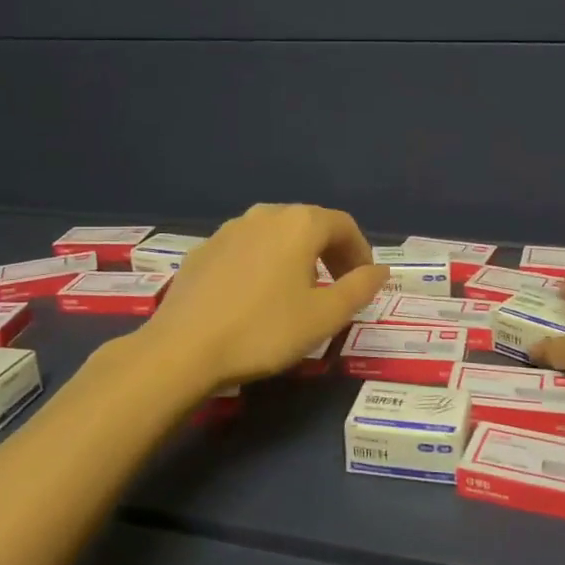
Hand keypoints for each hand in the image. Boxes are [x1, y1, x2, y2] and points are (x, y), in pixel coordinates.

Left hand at [139, 204, 388, 387]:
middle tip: (338, 287)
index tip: (364, 282)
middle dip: (330, 252)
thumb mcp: (325, 316)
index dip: (360, 251)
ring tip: (299, 292)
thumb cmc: (264, 330)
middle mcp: (265, 215)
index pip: (343, 225)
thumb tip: (381, 270)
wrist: (183, 349)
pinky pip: (247, 248)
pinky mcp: (203, 250)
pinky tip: (257, 296)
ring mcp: (229, 229)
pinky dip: (265, 263)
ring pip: (276, 234)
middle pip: (309, 224)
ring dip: (297, 256)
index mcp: (299, 224)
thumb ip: (360, 288)